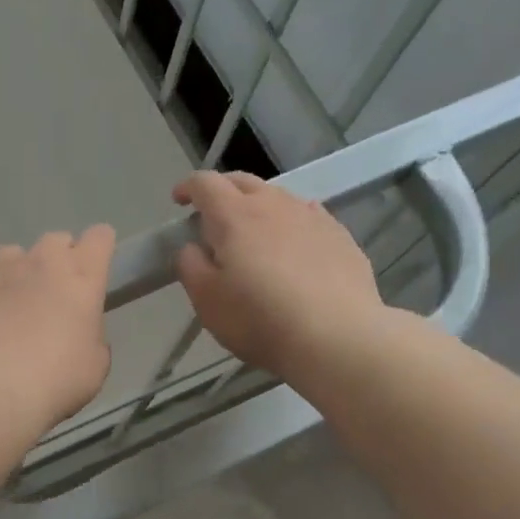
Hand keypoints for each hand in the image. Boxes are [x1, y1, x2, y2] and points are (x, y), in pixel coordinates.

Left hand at [0, 226, 116, 433]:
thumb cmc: (55, 379)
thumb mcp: (94, 365)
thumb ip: (90, 335)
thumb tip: (77, 330)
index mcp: (82, 278)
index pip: (100, 238)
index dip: (98, 249)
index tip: (92, 269)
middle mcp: (42, 260)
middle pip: (55, 240)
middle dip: (55, 261)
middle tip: (49, 295)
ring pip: (11, 255)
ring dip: (14, 274)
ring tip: (5, 308)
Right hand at [173, 172, 391, 380]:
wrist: (337, 337)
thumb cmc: (260, 320)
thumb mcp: (207, 301)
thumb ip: (191, 266)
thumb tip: (193, 247)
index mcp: (234, 216)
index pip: (205, 183)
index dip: (188, 187)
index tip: (179, 201)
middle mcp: (273, 205)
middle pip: (243, 181)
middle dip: (222, 190)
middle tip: (211, 214)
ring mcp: (311, 217)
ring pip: (278, 196)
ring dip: (258, 206)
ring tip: (253, 232)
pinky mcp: (340, 235)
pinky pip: (307, 216)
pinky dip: (290, 222)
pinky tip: (293, 245)